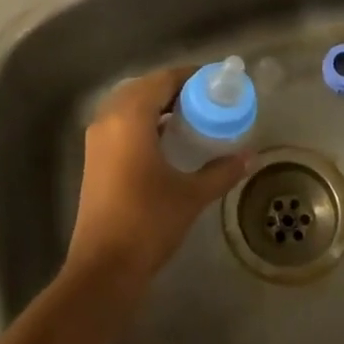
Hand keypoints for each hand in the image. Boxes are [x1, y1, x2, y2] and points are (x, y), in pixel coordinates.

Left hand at [64, 66, 250, 311]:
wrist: (104, 267)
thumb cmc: (149, 222)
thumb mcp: (191, 195)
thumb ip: (221, 171)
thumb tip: (250, 156)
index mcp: (131, 118)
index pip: (161, 80)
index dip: (188, 76)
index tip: (214, 81)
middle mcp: (109, 119)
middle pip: (143, 87)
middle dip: (172, 88)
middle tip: (203, 98)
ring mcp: (97, 139)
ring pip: (127, 104)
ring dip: (154, 104)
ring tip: (187, 116)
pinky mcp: (93, 157)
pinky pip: (119, 122)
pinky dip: (141, 120)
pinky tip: (165, 138)